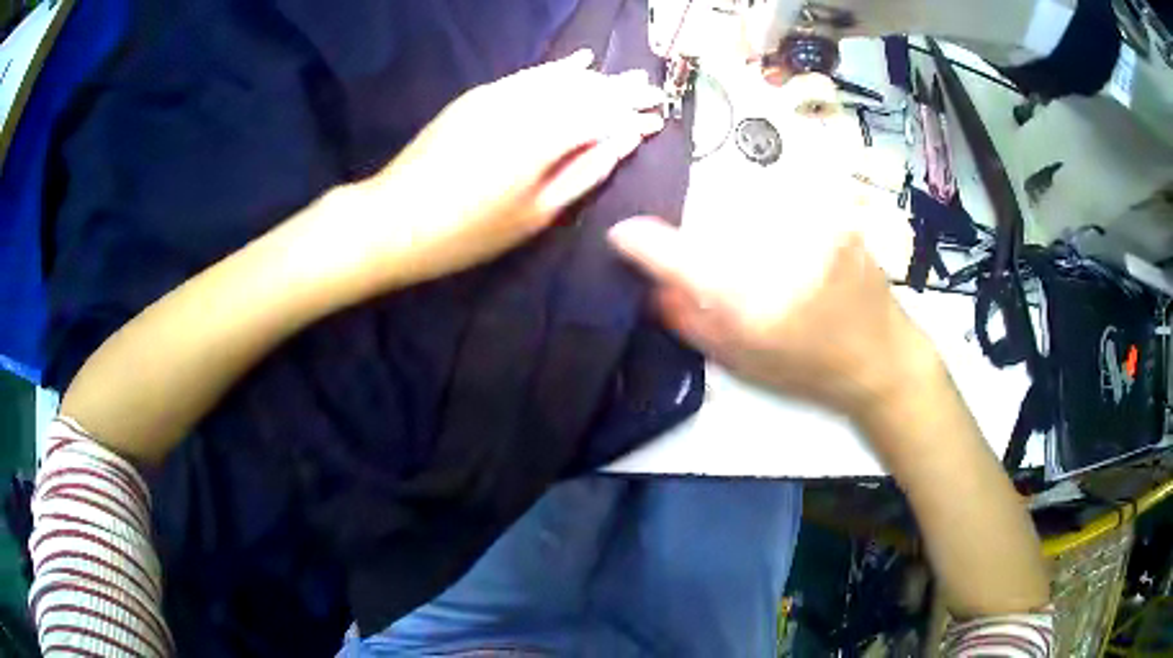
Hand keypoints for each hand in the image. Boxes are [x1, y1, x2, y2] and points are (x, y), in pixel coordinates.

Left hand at [345, 50, 665, 288]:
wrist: (394, 219)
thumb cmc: (469, 232)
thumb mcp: (536, 214)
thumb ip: (585, 172)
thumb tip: (624, 141)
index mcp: (545, 139)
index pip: (603, 115)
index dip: (632, 114)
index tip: (658, 115)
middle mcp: (527, 105)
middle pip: (586, 90)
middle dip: (622, 89)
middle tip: (651, 89)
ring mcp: (500, 94)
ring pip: (561, 77)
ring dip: (597, 77)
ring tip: (626, 78)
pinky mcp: (479, 95)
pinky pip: (530, 74)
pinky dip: (558, 68)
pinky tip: (580, 61)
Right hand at [609, 217, 941, 422]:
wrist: (881, 356)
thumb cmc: (810, 369)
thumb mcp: (741, 361)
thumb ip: (688, 321)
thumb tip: (653, 284)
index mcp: (754, 304)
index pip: (682, 259)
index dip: (643, 242)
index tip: (622, 235)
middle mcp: (782, 256)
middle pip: (713, 223)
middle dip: (704, 242)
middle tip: (719, 269)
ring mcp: (812, 226)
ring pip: (748, 208)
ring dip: (740, 228)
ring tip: (766, 263)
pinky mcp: (833, 210)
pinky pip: (781, 200)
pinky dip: (771, 217)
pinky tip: (789, 251)